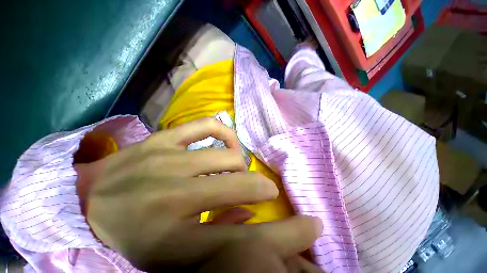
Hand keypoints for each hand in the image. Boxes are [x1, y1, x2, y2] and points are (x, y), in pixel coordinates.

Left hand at [76, 117, 322, 270]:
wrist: (88, 201)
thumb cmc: (132, 234)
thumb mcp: (174, 257)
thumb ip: (221, 236)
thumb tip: (251, 216)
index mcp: (172, 240)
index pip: (242, 241)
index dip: (285, 235)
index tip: (310, 224)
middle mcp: (171, 195)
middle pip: (239, 188)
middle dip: (262, 188)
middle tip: (265, 190)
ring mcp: (165, 159)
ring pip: (226, 155)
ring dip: (239, 164)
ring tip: (238, 170)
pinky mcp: (160, 139)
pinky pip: (204, 125)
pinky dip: (223, 133)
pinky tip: (226, 142)